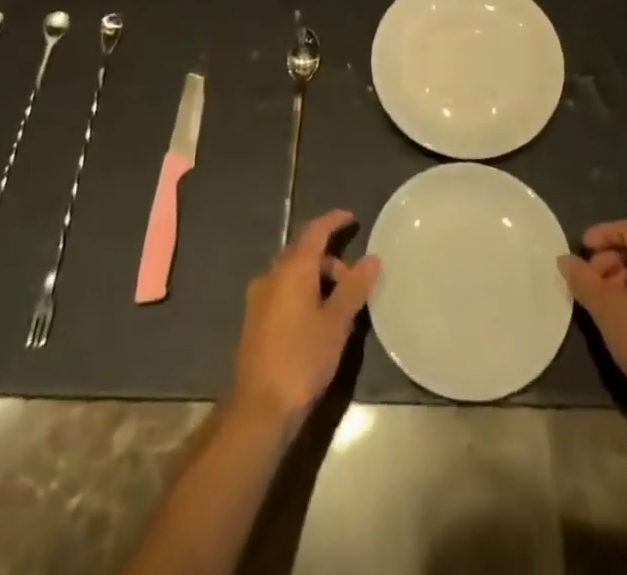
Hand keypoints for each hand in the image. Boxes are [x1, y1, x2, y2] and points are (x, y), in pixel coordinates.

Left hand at [230, 209, 379, 426]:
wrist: (259, 408)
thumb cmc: (302, 359)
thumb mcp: (336, 323)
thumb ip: (354, 287)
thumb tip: (372, 258)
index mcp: (292, 269)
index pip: (315, 231)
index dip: (333, 220)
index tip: (352, 218)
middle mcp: (272, 275)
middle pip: (302, 251)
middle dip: (329, 257)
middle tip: (353, 277)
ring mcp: (259, 297)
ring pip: (292, 272)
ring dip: (316, 277)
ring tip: (338, 303)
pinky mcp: (254, 320)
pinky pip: (282, 290)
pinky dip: (302, 291)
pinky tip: (316, 318)